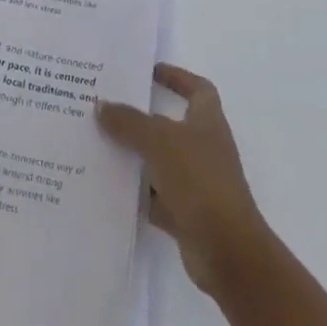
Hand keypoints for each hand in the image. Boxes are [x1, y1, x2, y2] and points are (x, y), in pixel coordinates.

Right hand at [96, 64, 269, 298]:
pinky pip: (155, 196)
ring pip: (160, 162)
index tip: (150, 73)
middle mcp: (204, 149)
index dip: (178, 77)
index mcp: (208, 123)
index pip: (198, 89)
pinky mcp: (187, 215)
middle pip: (171, 125)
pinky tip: (108, 185)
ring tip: (99, 144)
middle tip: (108, 108)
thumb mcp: (159, 141)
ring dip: (135, 155)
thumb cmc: (199, 181)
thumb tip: (101, 105)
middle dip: (141, 118)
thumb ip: (128, 121)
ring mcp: (197, 184)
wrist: (228, 252)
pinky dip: (136, 192)